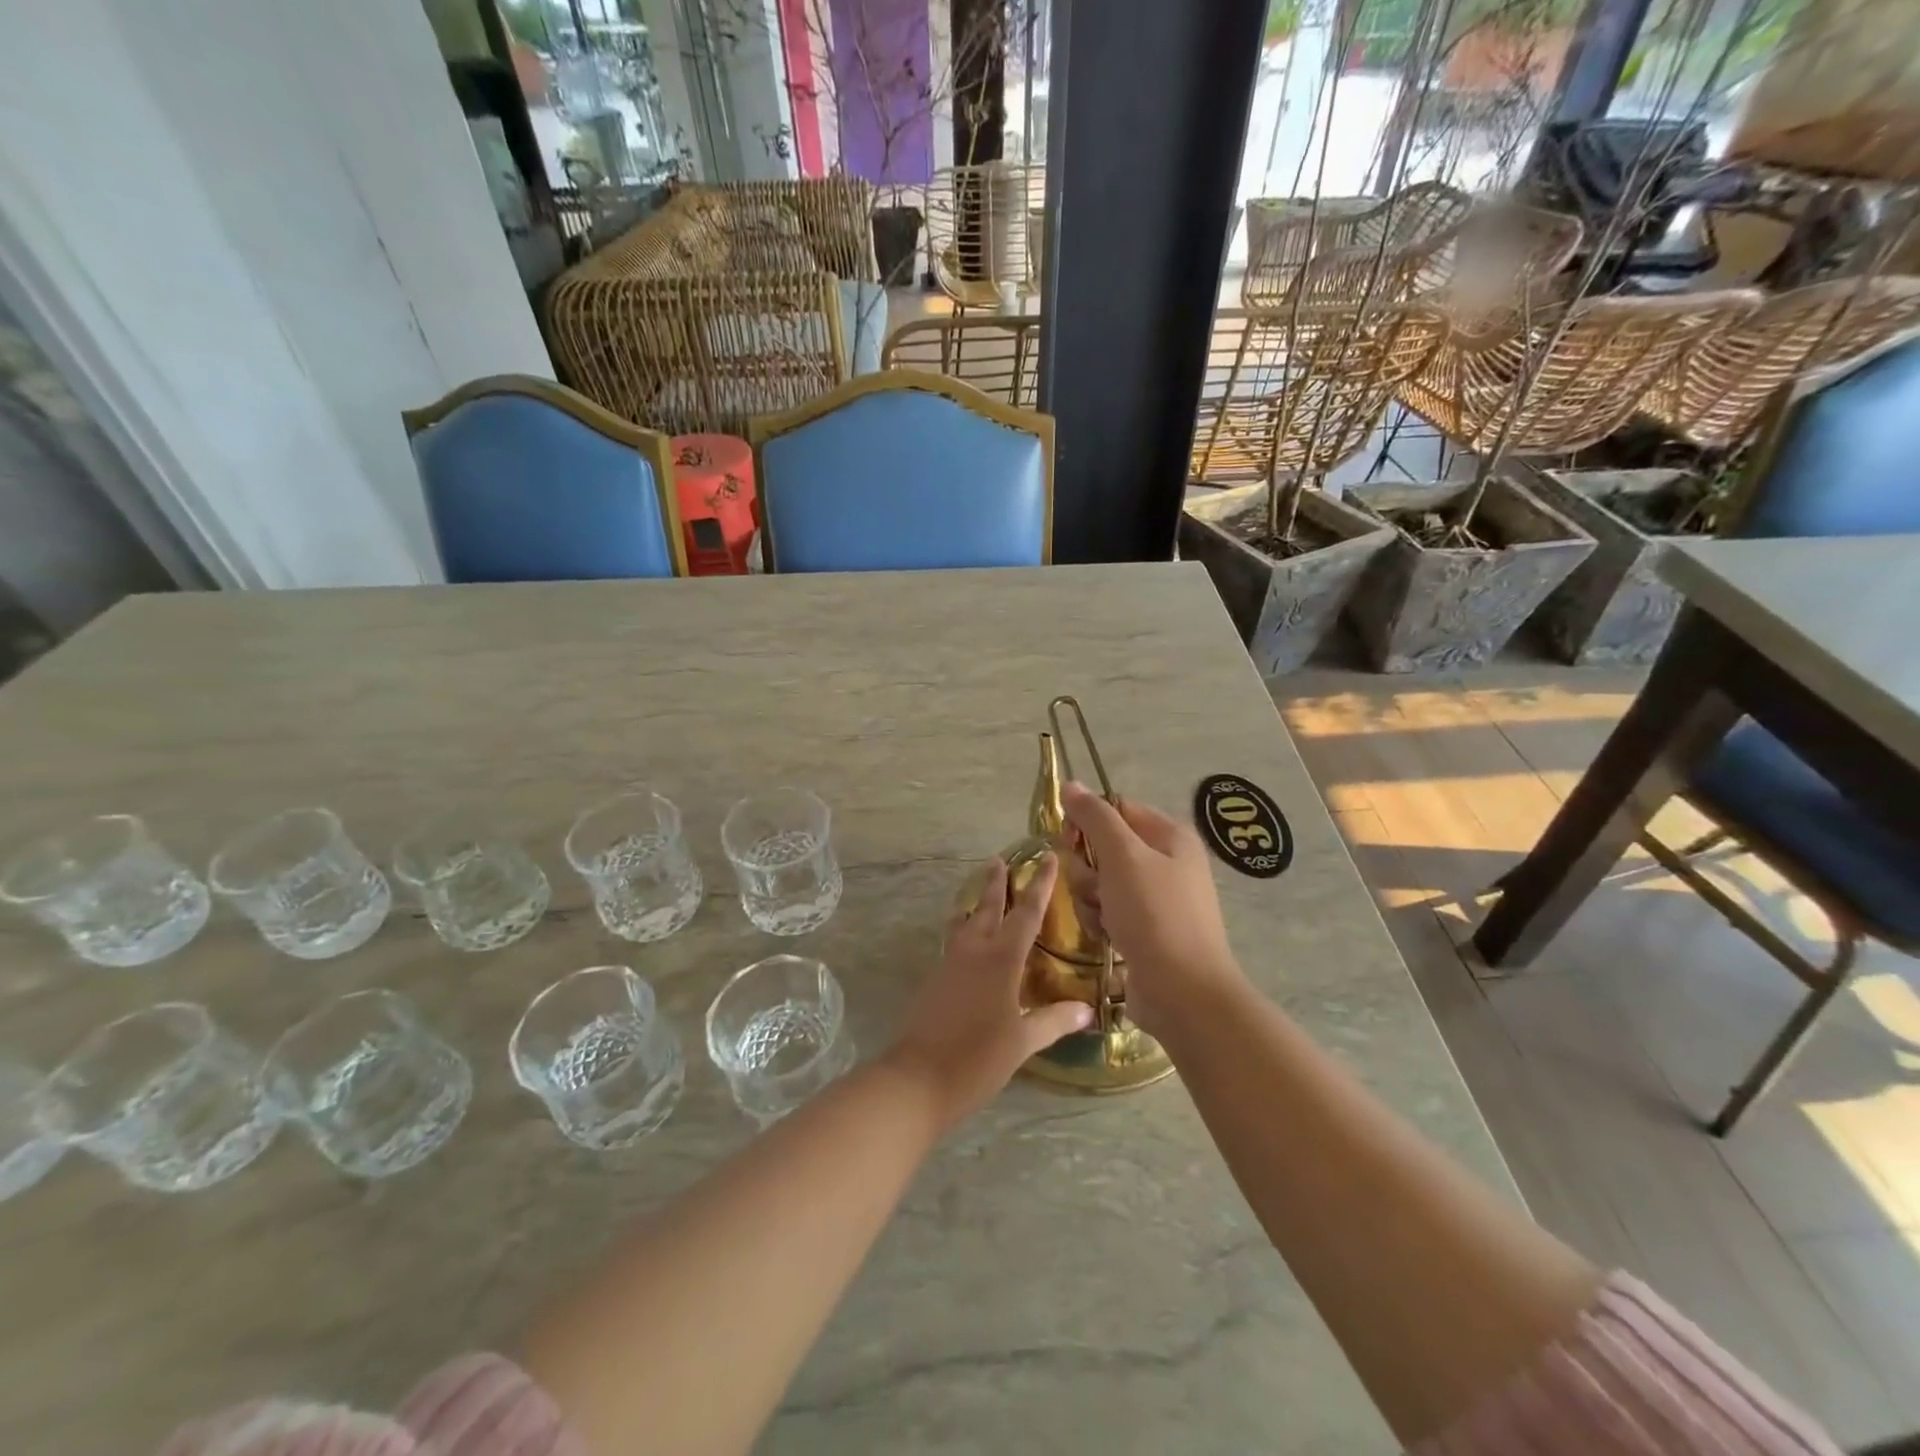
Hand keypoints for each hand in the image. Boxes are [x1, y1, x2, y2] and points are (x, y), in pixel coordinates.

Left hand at [884, 855, 1092, 1130]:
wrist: (919, 1077)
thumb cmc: (978, 1058)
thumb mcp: (1023, 1042)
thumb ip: (1054, 1021)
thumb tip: (1086, 1010)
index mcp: (1001, 959)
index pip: (1026, 913)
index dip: (1039, 885)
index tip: (1046, 858)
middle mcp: (974, 951)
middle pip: (987, 907)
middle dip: (996, 883)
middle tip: (1000, 860)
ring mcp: (950, 963)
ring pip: (965, 922)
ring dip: (975, 903)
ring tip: (980, 892)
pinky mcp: (936, 979)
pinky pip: (953, 941)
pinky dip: (963, 928)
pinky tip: (967, 939)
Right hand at [1058, 782, 1242, 1034]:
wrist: (1183, 993)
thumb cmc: (1155, 915)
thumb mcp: (1123, 857)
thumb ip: (1095, 818)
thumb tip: (1071, 784)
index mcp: (1170, 836)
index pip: (1116, 809)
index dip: (1087, 823)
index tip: (1068, 842)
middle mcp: (1168, 862)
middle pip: (1105, 847)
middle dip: (1088, 869)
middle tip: (1093, 888)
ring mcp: (1158, 899)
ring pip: (1102, 882)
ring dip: (1091, 898)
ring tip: (1101, 919)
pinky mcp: (1147, 931)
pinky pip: (1110, 912)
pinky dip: (1101, 921)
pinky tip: (1105, 937)